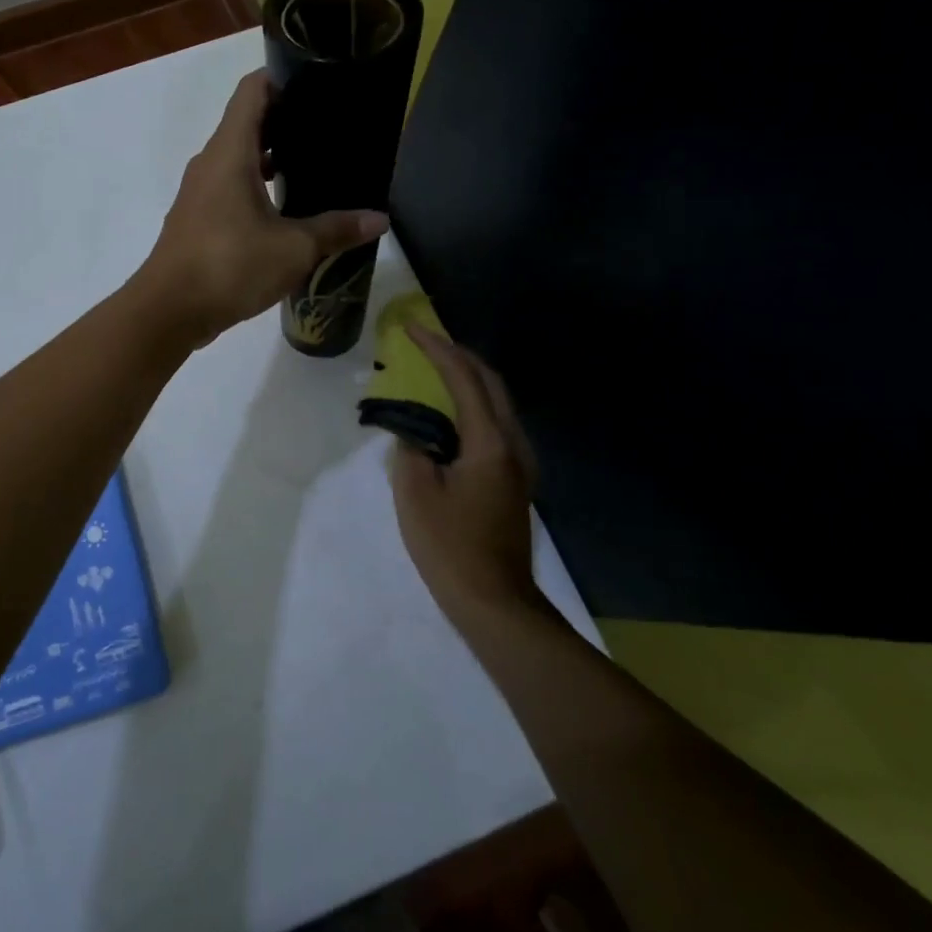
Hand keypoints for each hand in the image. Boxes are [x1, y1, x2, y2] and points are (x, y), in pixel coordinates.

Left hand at [135, 71, 388, 346]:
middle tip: (329, 127)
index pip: (253, 90)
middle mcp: (210, 163)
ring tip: (314, 165)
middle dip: (287, 120)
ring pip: (238, 158)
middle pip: (247, 122)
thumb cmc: (229, 266)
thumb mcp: (293, 249)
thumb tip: (379, 220)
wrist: (168, 311)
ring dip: (271, 158)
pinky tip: (286, 209)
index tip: (318, 81)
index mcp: (230, 152)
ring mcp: (200, 192)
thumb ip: (336, 229)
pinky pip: (230, 187)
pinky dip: (257, 186)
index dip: (283, 77)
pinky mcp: (197, 219)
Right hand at [389, 326, 549, 622]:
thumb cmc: (450, 547)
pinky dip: (473, 404)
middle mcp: (513, 444)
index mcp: (489, 442)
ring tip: (435, 369)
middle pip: (491, 382)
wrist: (495, 602)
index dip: (437, 349)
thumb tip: (415, 434)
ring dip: (469, 379)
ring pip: (497, 403)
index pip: (464, 379)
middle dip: (459, 355)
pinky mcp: (515, 479)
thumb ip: (411, 450)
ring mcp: (520, 463)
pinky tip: (451, 414)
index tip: (411, 329)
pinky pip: (495, 424)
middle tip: (426, 342)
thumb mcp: (415, 494)